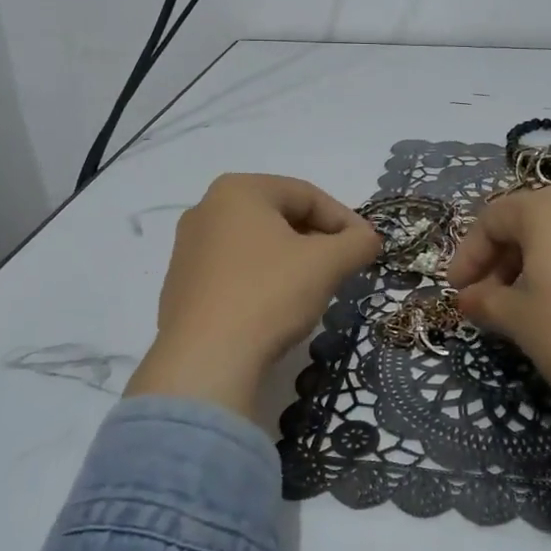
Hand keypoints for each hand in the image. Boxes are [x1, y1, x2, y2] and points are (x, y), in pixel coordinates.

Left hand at [127, 174, 380, 421]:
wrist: (206, 360)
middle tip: (344, 267)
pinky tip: (277, 309)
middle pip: (279, 217)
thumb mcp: (326, 264)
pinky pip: (234, 271)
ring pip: (257, 245)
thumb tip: (369, 239)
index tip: (367, 247)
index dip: (345, 220)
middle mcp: (206, 209)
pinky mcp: (181, 285)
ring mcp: (188, 249)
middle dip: (318, 240)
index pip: (307, 195)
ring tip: (315, 289)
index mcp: (238, 190)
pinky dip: (263, 281)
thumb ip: (357, 243)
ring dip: (292, 261)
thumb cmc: (269, 295)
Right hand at [448, 187, 550, 473]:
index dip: (468, 254)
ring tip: (537, 306)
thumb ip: (486, 301)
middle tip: (493, 300)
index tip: (459, 291)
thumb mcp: (519, 320)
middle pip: (533, 222)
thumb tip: (470, 298)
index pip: (493, 218)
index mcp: (549, 209)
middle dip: (505, 259)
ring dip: (543, 265)